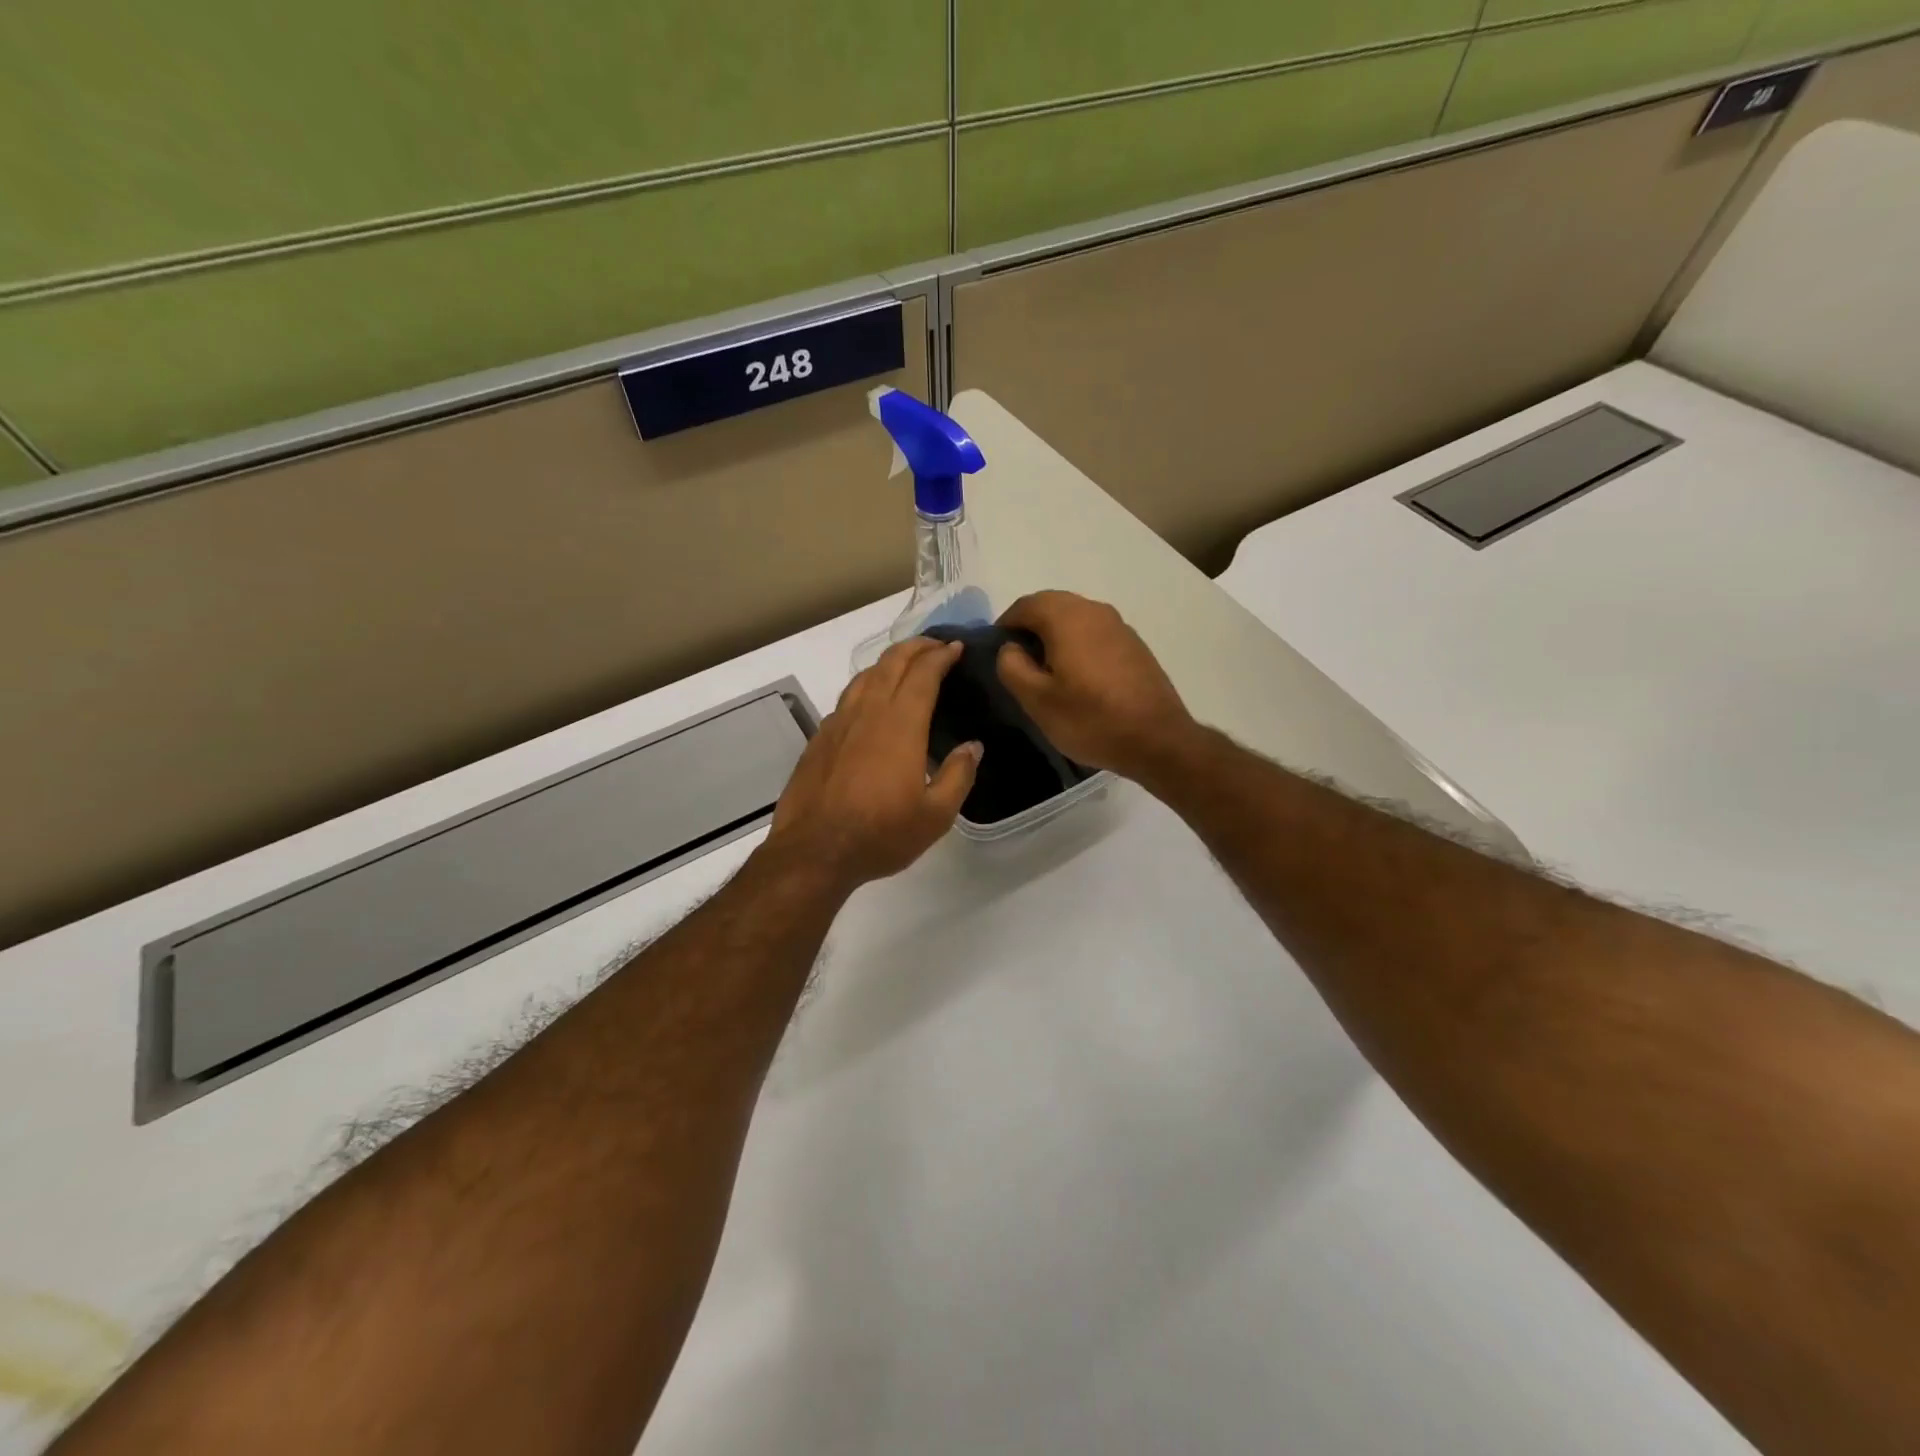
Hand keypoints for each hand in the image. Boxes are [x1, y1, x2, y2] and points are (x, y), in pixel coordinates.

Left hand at [766, 638, 981, 892]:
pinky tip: (869, 703)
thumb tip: (972, 747)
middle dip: (915, 647)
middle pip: (891, 664)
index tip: (956, 648)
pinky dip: (866, 687)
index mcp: (900, 725)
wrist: (814, 851)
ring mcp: (838, 723)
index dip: (941, 656)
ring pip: (864, 677)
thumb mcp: (935, 815)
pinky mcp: (819, 738)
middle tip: (935, 645)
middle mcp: (868, 713)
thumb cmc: (881, 834)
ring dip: (888, 662)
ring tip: (904, 665)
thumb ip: (959, 776)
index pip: (923, 674)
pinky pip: (846, 699)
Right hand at [995, 592, 1196, 781]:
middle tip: (1019, 662)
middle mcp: (1094, 610)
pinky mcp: (1134, 644)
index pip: (1024, 605)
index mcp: (1066, 617)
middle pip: (1051, 605)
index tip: (997, 653)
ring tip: (1046, 670)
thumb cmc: (1091, 719)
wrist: (1157, 739)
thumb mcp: (1037, 700)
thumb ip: (1012, 667)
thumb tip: (1010, 648)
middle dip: (1030, 627)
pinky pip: (1095, 632)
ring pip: (1075, 617)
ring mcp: (1119, 625)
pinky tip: (1078, 676)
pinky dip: (1078, 643)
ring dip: (1055, 635)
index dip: (1005, 625)